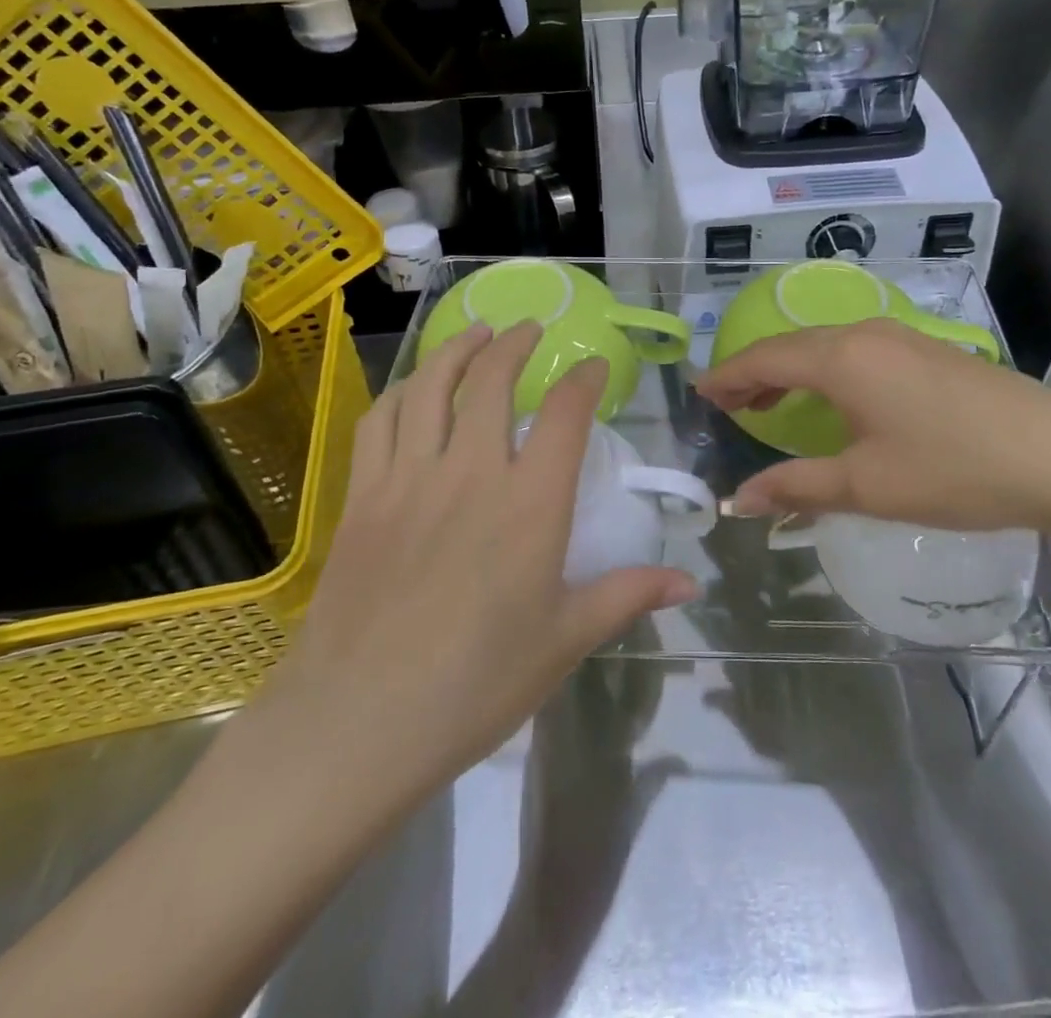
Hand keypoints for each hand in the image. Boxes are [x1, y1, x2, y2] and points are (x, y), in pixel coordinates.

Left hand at [269, 323, 697, 797]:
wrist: (359, 721)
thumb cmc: (476, 685)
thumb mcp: (564, 641)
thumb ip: (627, 595)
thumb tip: (691, 583)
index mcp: (530, 503)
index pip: (565, 414)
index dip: (583, 379)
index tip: (593, 366)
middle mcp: (471, 472)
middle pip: (492, 380)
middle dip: (515, 344)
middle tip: (529, 329)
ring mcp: (409, 478)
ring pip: (431, 386)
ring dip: (456, 349)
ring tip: (475, 332)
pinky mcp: (363, 496)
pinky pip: (379, 421)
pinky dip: (401, 391)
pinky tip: (413, 388)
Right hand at [695, 319, 1050, 547]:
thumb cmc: (955, 471)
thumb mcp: (867, 486)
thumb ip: (796, 487)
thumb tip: (737, 500)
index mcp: (842, 357)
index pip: (763, 358)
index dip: (726, 377)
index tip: (697, 395)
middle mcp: (866, 333)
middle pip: (791, 347)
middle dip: (753, 374)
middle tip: (724, 405)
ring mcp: (902, 337)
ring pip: (825, 347)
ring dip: (790, 372)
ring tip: (766, 405)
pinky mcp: (929, 351)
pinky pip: (856, 352)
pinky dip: (825, 372)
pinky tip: (831, 401)